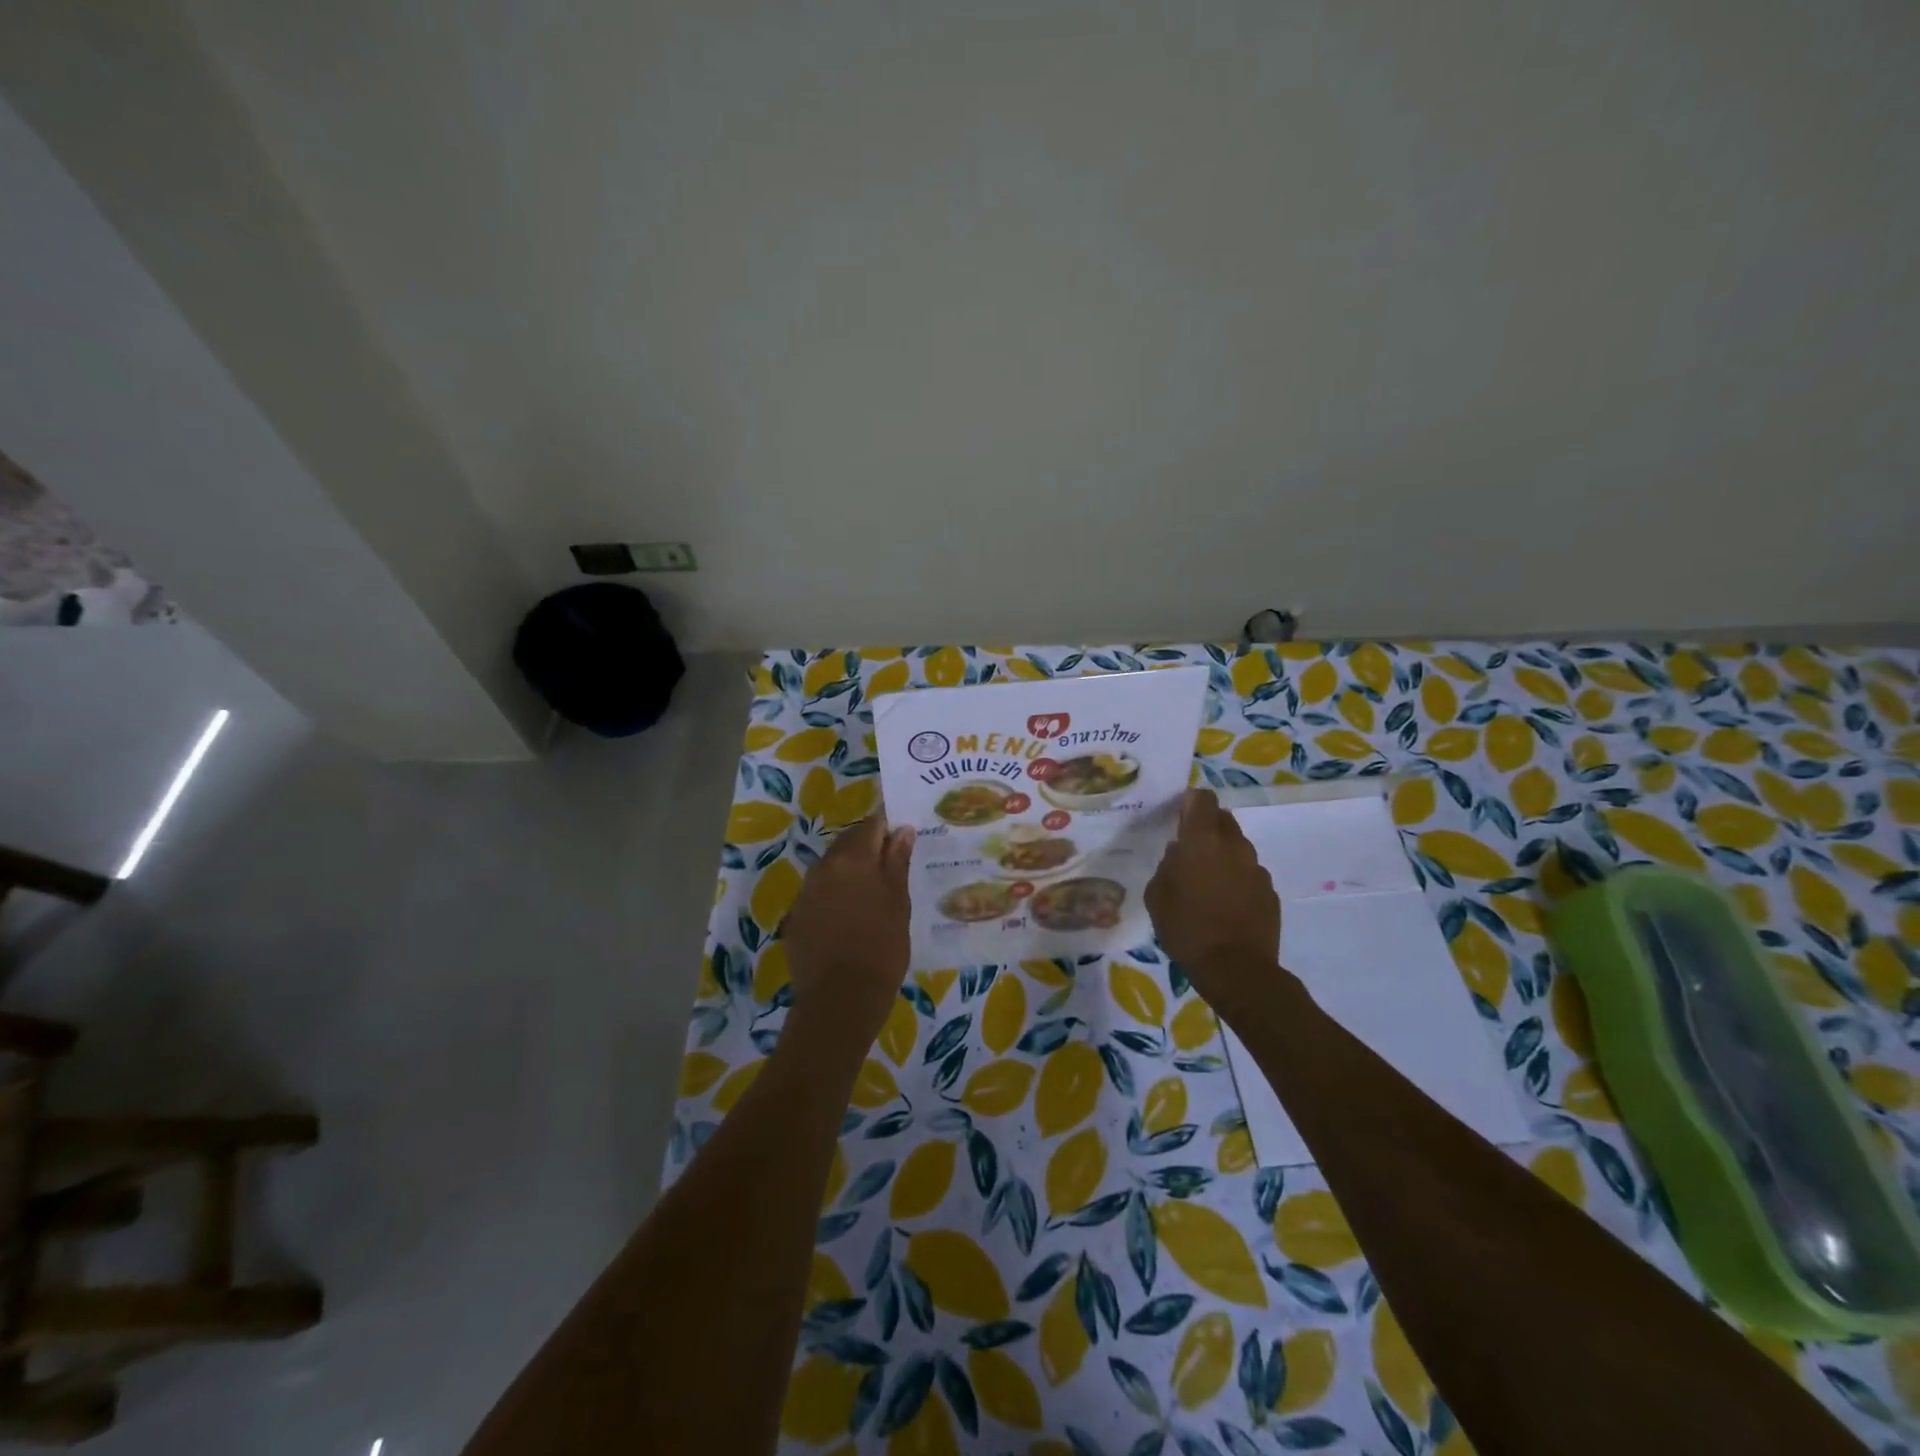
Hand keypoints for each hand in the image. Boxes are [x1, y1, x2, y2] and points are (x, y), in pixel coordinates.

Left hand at [779, 815, 915, 1060]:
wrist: (839, 1000)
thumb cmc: (881, 948)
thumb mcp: (899, 903)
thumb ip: (897, 862)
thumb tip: (902, 830)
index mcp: (853, 859)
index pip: (872, 825)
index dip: (888, 828)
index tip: (902, 838)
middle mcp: (824, 867)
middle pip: (848, 843)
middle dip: (868, 847)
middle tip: (890, 867)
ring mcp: (806, 892)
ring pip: (831, 867)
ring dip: (850, 871)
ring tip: (871, 894)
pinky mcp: (796, 916)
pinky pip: (818, 892)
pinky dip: (834, 895)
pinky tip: (849, 918)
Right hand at [1145, 790, 1281, 1015]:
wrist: (1236, 969)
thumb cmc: (1186, 928)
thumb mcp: (1156, 896)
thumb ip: (1167, 866)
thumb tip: (1178, 855)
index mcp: (1201, 840)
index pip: (1203, 798)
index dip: (1191, 802)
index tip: (1179, 817)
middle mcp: (1233, 845)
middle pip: (1223, 819)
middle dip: (1207, 828)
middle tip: (1191, 852)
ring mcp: (1256, 868)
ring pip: (1237, 848)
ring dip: (1223, 856)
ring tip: (1208, 884)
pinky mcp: (1270, 892)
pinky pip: (1249, 875)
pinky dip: (1238, 881)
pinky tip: (1226, 905)